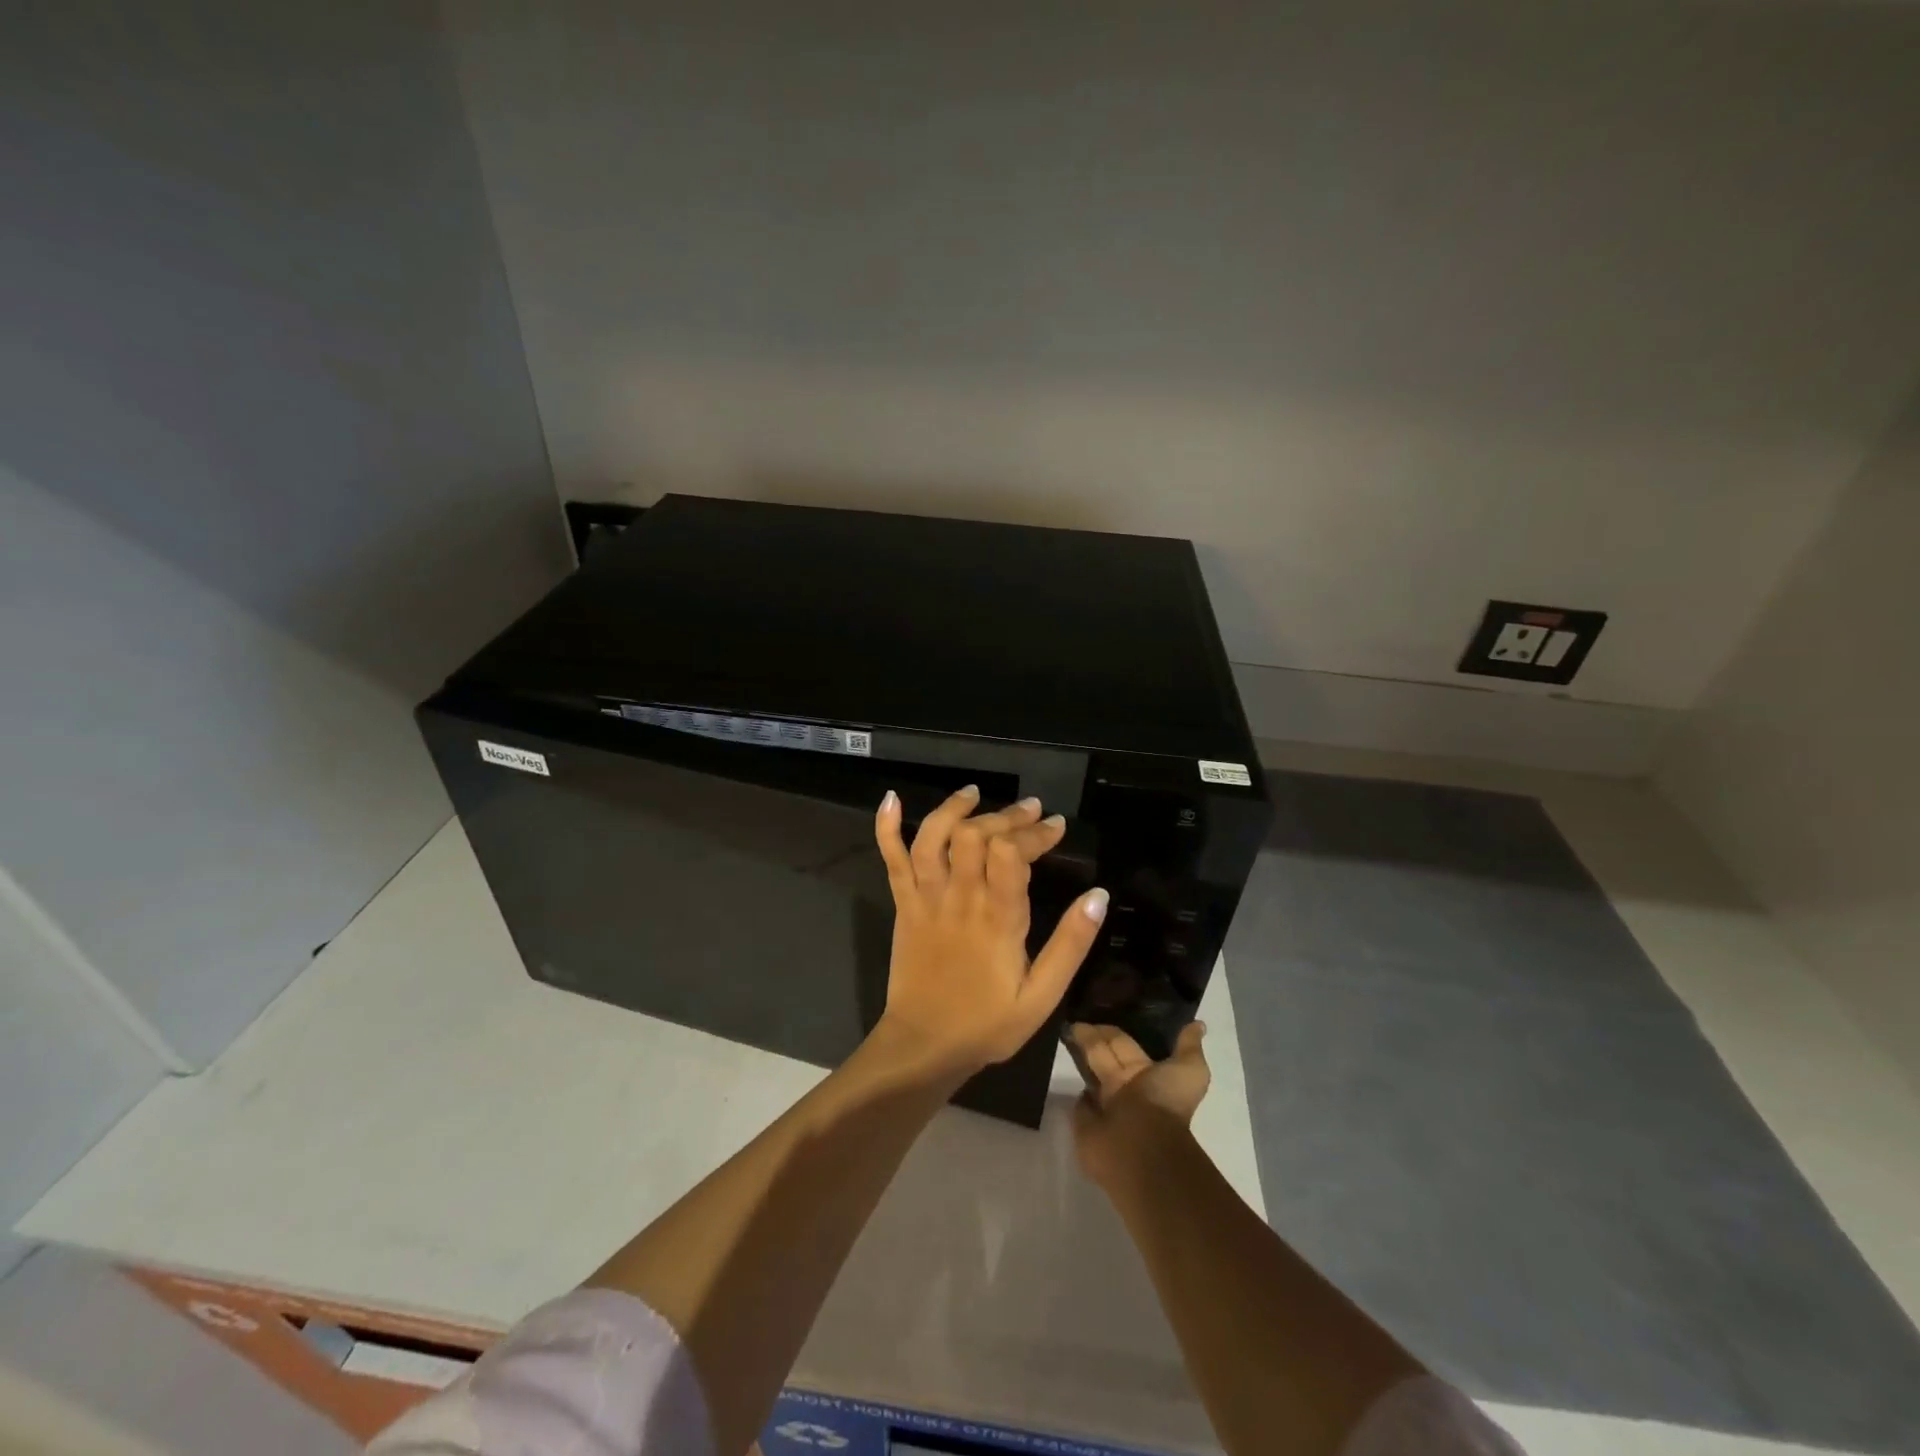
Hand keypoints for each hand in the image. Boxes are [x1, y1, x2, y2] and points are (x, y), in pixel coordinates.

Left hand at [872, 785, 1108, 1078]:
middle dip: (1006, 815)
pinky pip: (891, 859)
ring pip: (934, 837)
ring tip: (974, 793)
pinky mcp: (902, 904)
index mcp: (997, 918)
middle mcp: (960, 898)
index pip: (1012, 853)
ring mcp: (925, 898)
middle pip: (976, 835)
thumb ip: (1070, 944)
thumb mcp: (1042, 996)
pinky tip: (891, 800)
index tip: (1055, 826)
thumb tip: (1099, 896)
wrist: (923, 1045)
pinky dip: (887, 827)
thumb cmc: (986, 1024)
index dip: (1035, 832)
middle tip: (1031, 810)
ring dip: (953, 808)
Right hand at [1070, 1021, 1210, 1187]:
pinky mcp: (1083, 1120)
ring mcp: (1101, 1104)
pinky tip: (1061, 1068)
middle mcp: (1122, 1086)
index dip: (1109, 1029)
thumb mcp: (1190, 1071)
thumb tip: (1198, 1024)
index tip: (1093, 1006)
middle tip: (1069, 1014)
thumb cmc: (1165, 1103)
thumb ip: (1188, 1046)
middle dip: (1088, 1035)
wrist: (1142, 1146)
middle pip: (1100, 1053)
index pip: (1122, 1042)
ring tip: (1060, 1028)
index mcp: (1144, 1072)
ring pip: (1087, 1071)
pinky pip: (1076, 1099)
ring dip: (1076, 1054)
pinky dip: (1072, 1087)